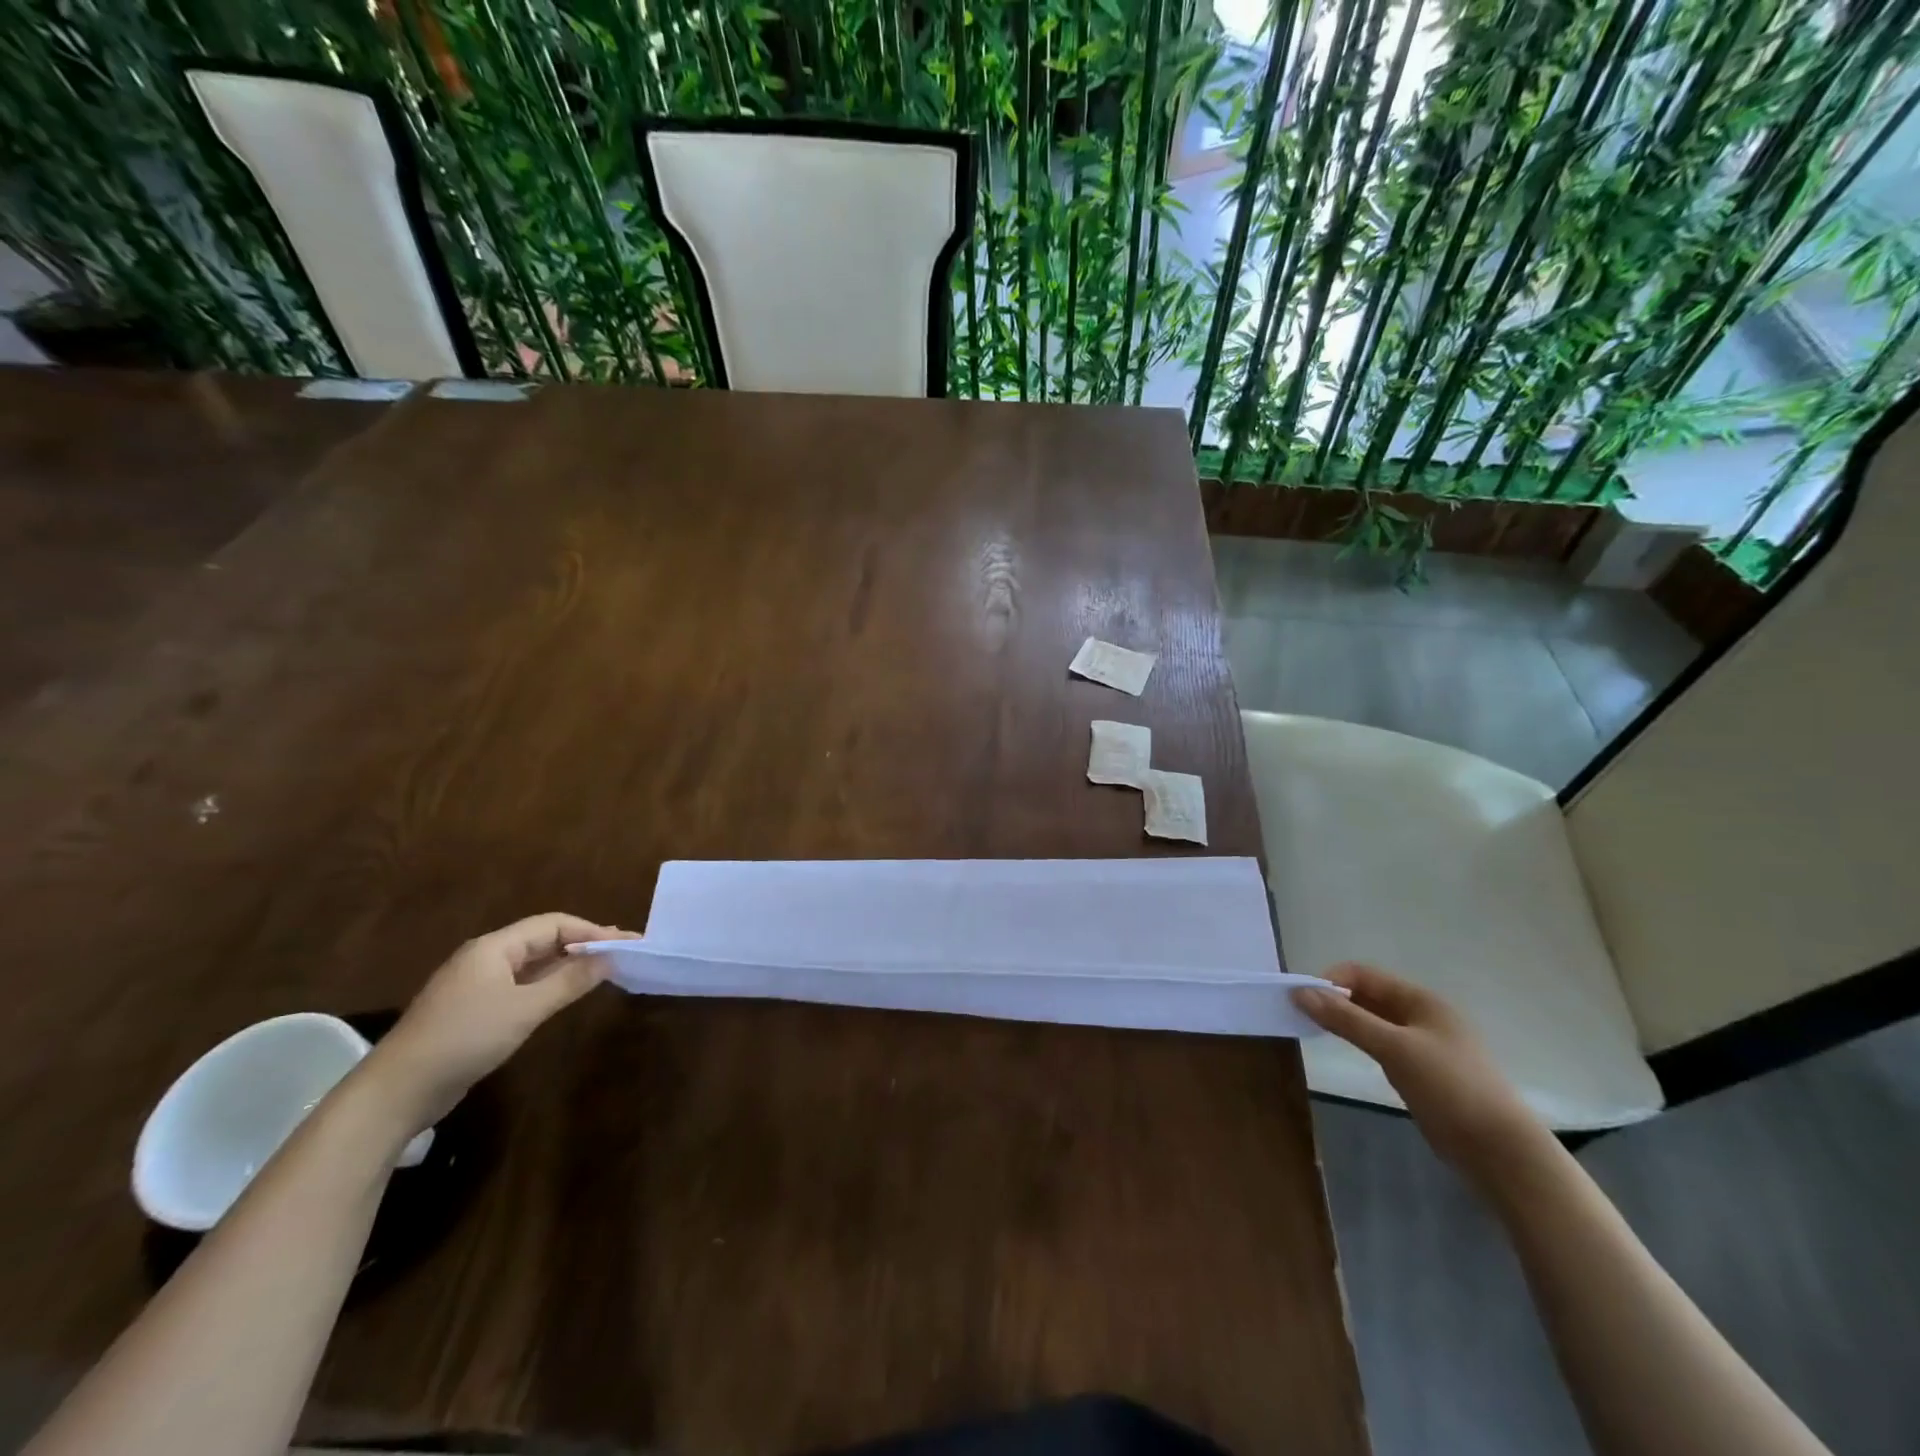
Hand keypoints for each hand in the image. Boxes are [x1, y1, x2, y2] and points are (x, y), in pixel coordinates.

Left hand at [364, 913, 637, 1131]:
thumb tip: (609, 958)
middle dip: (583, 944)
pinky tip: (564, 995)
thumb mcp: (525, 1009)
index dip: (591, 931)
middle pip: (543, 940)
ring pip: (532, 964)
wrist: (397, 1091)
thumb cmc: (465, 1039)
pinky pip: (520, 985)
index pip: (553, 924)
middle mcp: (485, 958)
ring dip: (567, 964)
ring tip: (602, 970)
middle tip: (622, 954)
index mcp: (494, 947)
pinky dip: (548, 984)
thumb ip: (569, 981)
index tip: (625, 943)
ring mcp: (476, 985)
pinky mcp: (472, 1010)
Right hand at [1293, 963, 1546, 1182]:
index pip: (1363, 975)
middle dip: (1334, 1001)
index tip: (1301, 1000)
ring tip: (1316, 1032)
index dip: (1330, 981)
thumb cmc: (1450, 1088)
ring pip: (1374, 1021)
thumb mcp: (1394, 1049)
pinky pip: (1382, 1045)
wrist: (1502, 1152)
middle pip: (1368, 995)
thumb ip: (1347, 1019)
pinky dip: (1360, 1042)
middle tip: (1302, 1017)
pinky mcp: (1423, 1072)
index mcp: (1421, 1000)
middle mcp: (1423, 1015)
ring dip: (1346, 1021)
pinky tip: (1347, 1053)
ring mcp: (1424, 1045)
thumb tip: (1300, 992)